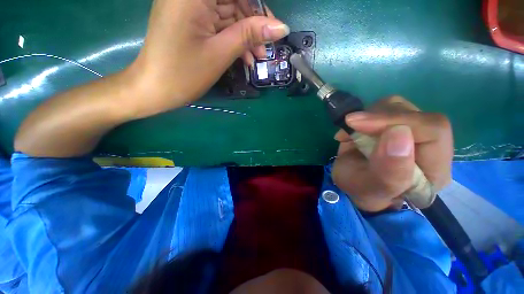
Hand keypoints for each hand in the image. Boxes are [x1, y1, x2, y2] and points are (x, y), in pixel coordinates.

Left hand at [128, 0, 289, 117]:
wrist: (156, 89)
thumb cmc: (185, 73)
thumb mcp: (221, 53)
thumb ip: (250, 34)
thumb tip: (281, 27)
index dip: (257, 6)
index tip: (272, 27)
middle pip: (233, 0)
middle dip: (253, 24)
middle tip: (266, 48)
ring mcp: (189, 7)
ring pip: (228, 14)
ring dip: (245, 35)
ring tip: (257, 58)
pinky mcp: (191, 21)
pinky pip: (219, 24)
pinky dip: (233, 39)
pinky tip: (244, 57)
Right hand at [332, 97, 453, 211]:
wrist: (354, 183)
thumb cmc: (362, 190)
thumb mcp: (371, 188)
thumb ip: (389, 171)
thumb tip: (398, 132)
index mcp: (434, 168)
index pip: (433, 130)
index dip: (397, 121)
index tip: (359, 124)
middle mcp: (428, 145)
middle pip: (414, 113)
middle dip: (377, 118)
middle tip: (350, 126)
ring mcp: (410, 130)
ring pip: (396, 106)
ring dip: (367, 118)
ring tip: (349, 136)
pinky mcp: (392, 123)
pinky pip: (379, 108)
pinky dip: (360, 117)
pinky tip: (350, 132)